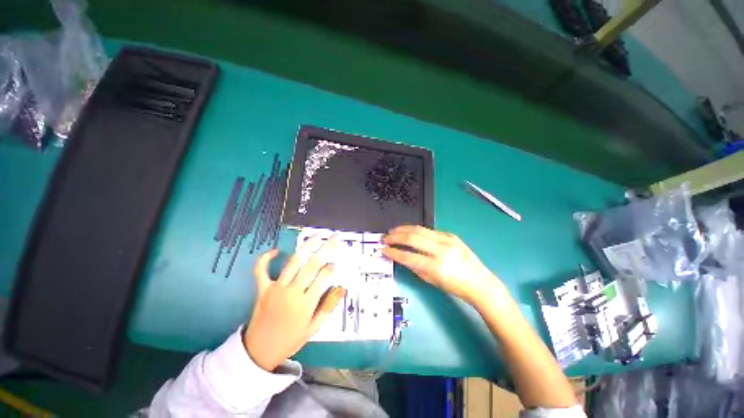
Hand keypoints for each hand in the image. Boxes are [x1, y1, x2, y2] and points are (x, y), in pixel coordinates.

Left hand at [243, 236, 345, 371]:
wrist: (259, 352)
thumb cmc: (290, 340)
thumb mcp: (313, 328)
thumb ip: (329, 306)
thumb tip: (342, 288)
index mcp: (306, 303)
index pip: (323, 277)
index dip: (331, 267)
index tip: (336, 263)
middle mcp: (292, 292)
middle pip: (312, 264)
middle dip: (326, 248)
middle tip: (334, 237)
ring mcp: (276, 289)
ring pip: (293, 262)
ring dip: (306, 247)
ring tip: (316, 236)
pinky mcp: (262, 289)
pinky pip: (261, 270)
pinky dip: (266, 259)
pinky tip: (275, 250)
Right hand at [382, 226, 503, 305]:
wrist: (479, 281)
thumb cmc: (455, 286)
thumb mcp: (431, 281)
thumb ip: (415, 267)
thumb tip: (401, 256)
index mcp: (436, 267)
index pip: (408, 256)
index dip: (394, 252)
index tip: (384, 250)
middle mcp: (441, 250)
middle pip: (412, 238)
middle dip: (395, 237)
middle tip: (386, 238)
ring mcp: (447, 240)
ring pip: (419, 229)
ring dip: (403, 229)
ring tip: (393, 231)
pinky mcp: (450, 235)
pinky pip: (428, 230)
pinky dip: (415, 230)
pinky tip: (408, 231)